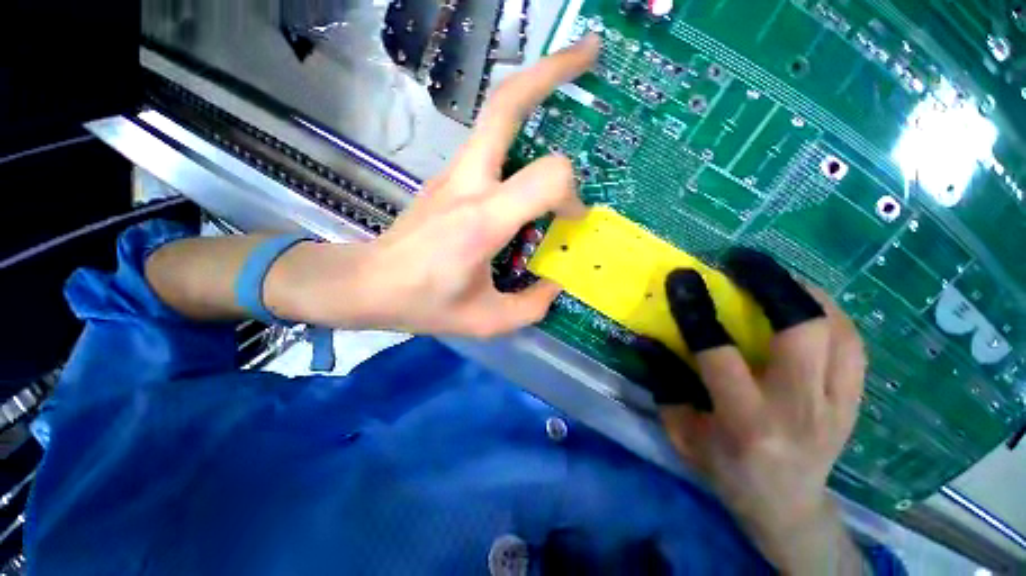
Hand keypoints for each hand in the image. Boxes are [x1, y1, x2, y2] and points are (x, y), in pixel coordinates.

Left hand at [281, 36, 599, 335]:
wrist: (369, 284)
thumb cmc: (424, 304)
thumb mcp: (486, 320)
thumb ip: (531, 306)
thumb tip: (555, 282)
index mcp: (482, 221)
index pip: (545, 179)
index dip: (570, 196)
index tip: (571, 220)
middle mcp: (468, 184)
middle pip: (507, 103)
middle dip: (552, 70)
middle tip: (591, 53)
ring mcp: (453, 173)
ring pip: (496, 111)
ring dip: (535, 87)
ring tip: (570, 77)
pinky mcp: (448, 176)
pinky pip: (490, 141)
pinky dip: (519, 128)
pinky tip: (534, 147)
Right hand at [635, 249, 866, 573]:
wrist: (788, 506)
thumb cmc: (726, 472)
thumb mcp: (682, 435)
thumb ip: (665, 384)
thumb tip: (647, 338)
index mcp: (745, 423)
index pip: (719, 354)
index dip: (697, 309)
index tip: (682, 276)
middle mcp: (798, 410)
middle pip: (802, 331)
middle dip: (770, 284)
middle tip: (740, 260)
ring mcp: (837, 406)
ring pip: (838, 330)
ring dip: (802, 291)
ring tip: (771, 274)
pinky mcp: (855, 401)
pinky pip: (853, 343)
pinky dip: (829, 312)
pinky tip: (805, 301)